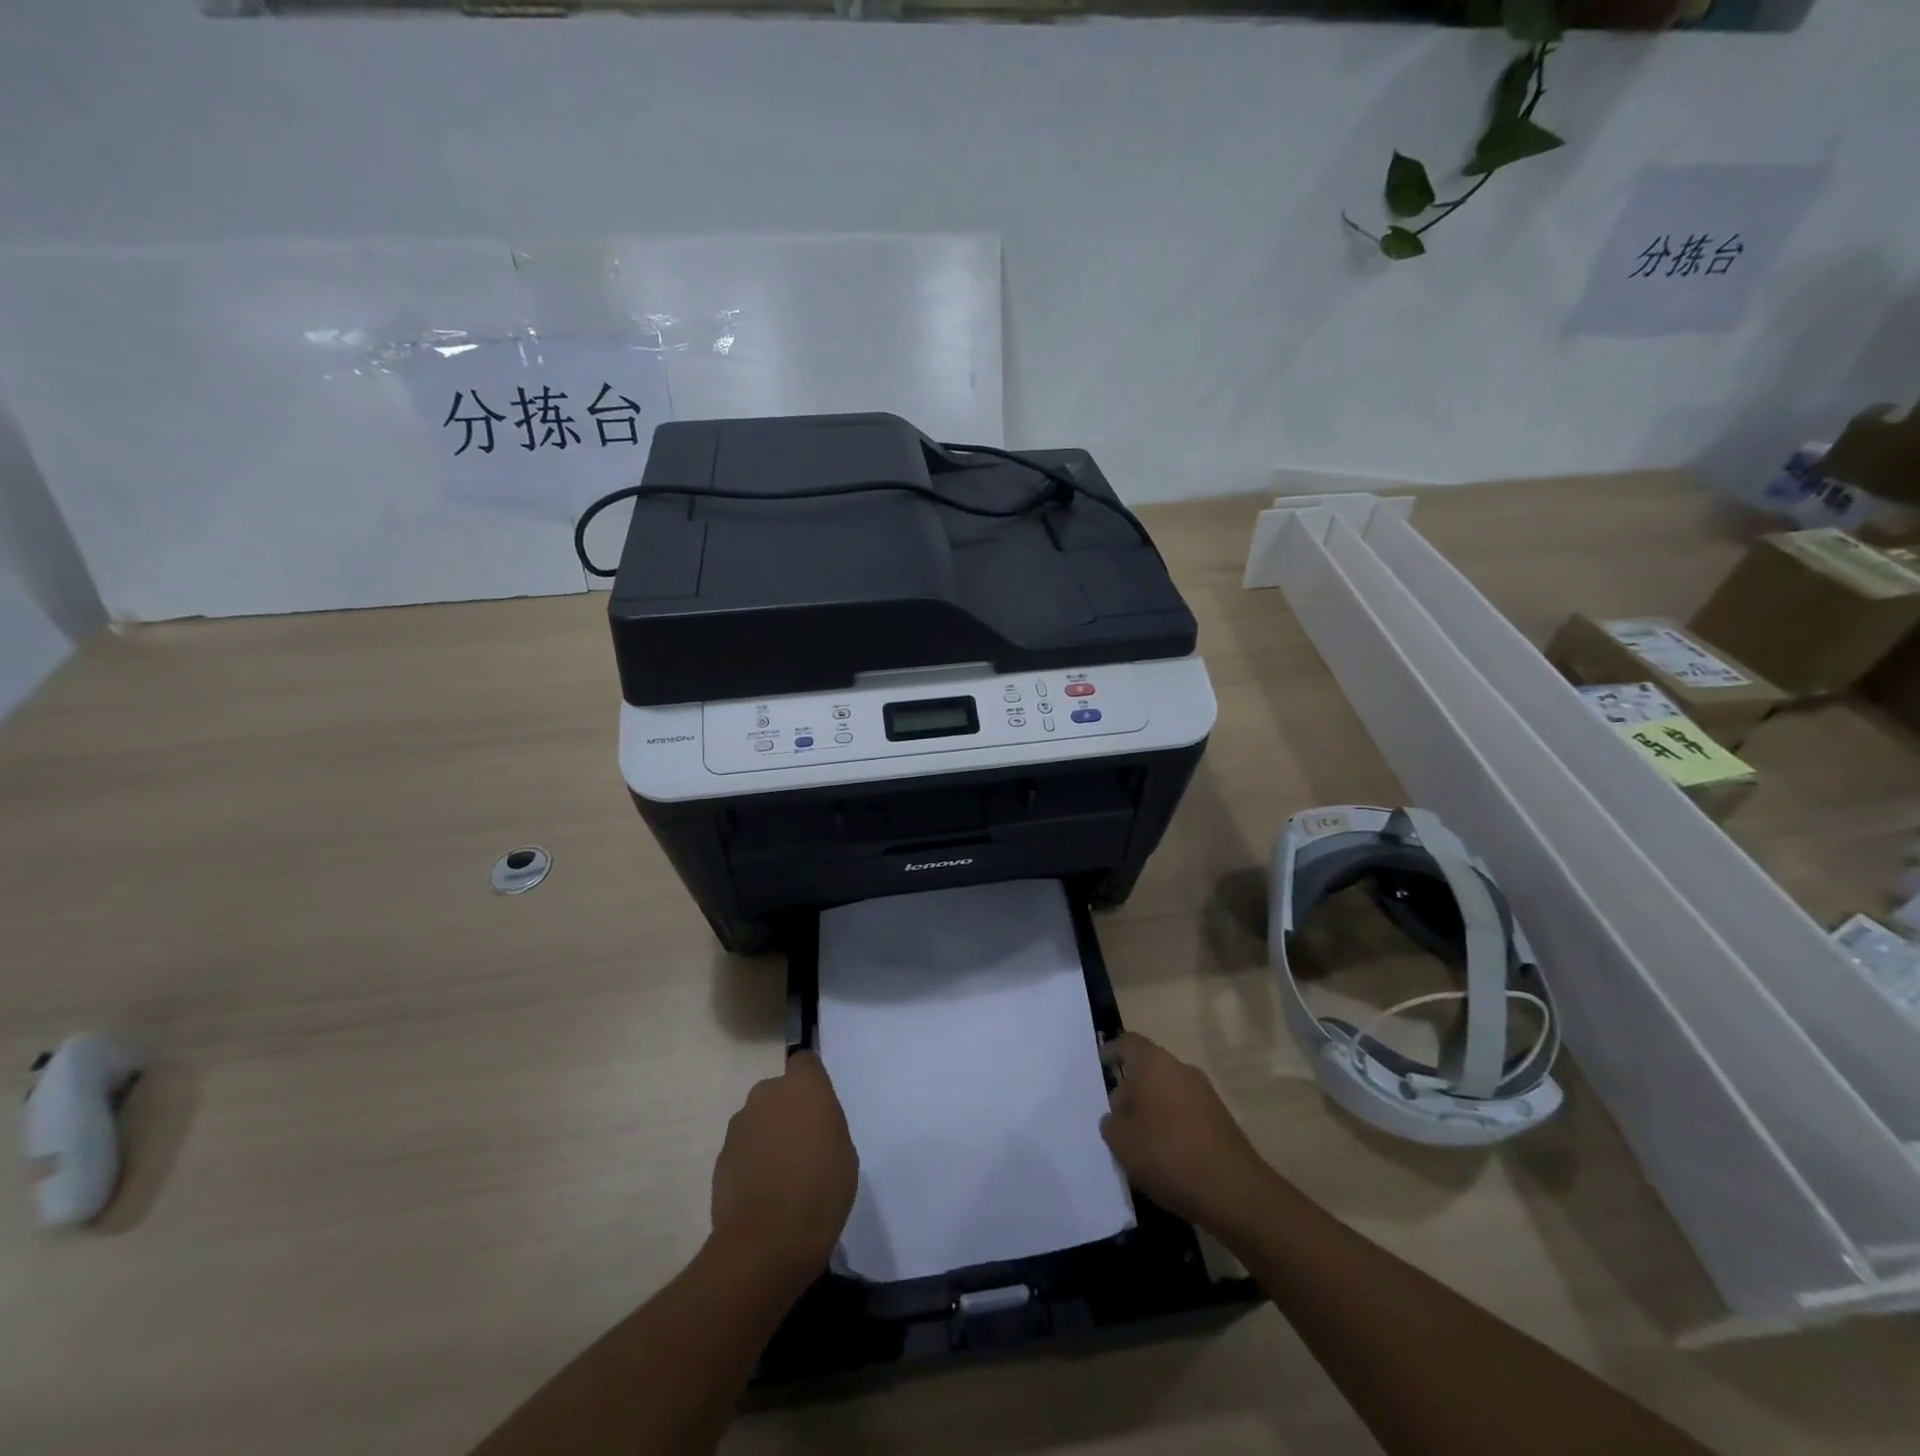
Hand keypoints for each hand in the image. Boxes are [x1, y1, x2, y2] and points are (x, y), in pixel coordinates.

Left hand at [709, 1051, 857, 1284]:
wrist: (766, 1242)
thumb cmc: (820, 1190)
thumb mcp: (844, 1152)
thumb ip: (826, 1125)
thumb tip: (810, 1127)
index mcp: (804, 1087)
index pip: (804, 1061)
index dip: (811, 1081)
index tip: (819, 1106)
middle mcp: (767, 1095)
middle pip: (778, 1091)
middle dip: (787, 1110)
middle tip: (803, 1145)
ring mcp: (740, 1125)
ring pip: (758, 1119)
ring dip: (768, 1136)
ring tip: (782, 1175)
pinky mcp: (721, 1156)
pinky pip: (743, 1148)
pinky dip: (752, 1161)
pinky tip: (763, 1193)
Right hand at [1099, 1032, 1272, 1235]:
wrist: (1233, 1190)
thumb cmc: (1167, 1154)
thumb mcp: (1121, 1141)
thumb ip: (1111, 1122)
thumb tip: (1119, 1114)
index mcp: (1154, 1064)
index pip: (1128, 1043)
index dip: (1112, 1051)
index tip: (1102, 1064)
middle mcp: (1181, 1069)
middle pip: (1149, 1069)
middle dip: (1132, 1089)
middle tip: (1117, 1117)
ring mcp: (1205, 1093)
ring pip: (1168, 1092)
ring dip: (1152, 1110)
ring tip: (1139, 1142)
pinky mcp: (1221, 1119)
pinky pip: (1186, 1112)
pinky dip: (1172, 1125)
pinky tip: (1166, 1156)